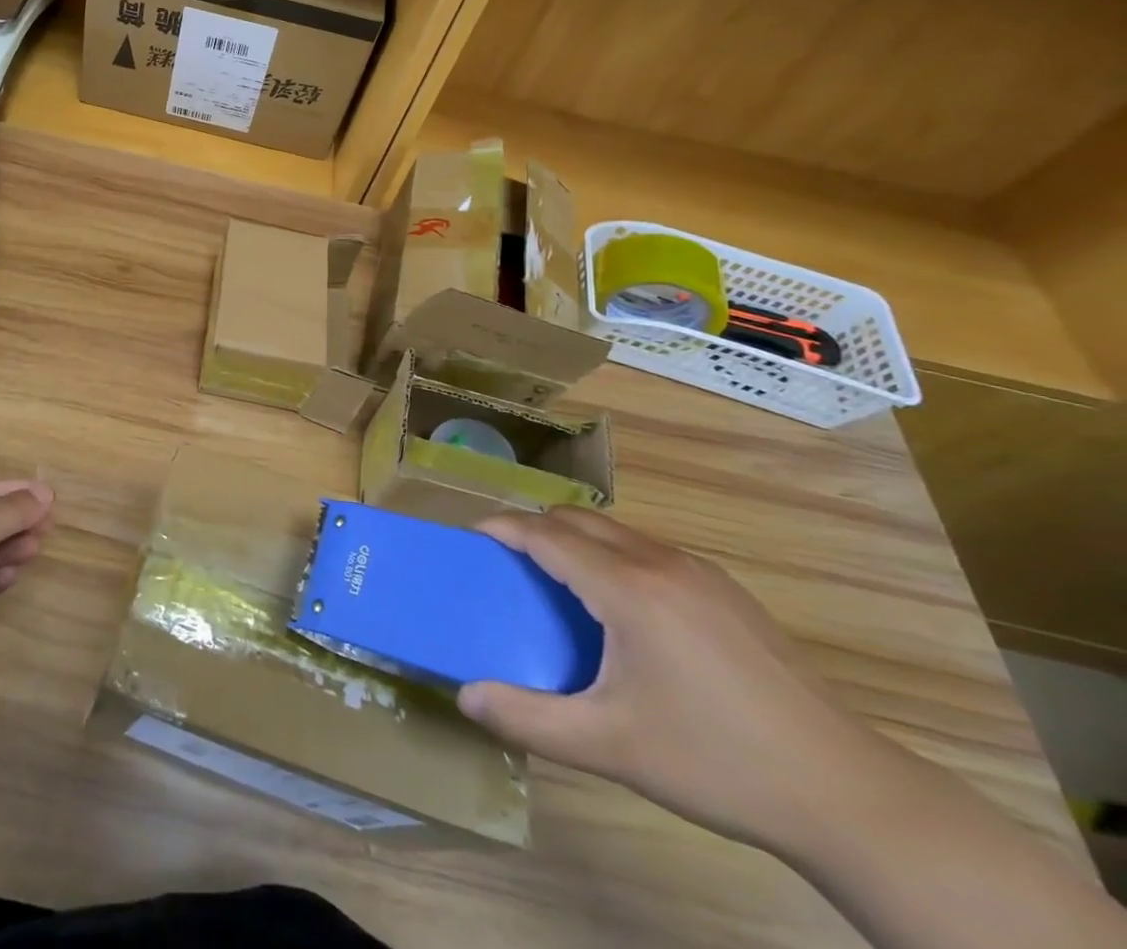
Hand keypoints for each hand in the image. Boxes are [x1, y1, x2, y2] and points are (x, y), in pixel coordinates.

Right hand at [458, 507, 889, 852]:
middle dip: (535, 527)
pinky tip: (625, 610)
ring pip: (617, 531)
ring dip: (577, 539)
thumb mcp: (610, 747)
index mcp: (629, 590)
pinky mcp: (728, 592)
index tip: (473, 535)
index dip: (505, 528)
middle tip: (509, 562)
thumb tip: (466, 698)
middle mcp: (661, 563)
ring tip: (560, 583)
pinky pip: (650, 550)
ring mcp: (701, 573)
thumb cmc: (715, 762)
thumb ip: (529, 719)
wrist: (846, 793)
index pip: (547, 535)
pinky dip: (615, 556)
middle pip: (578, 519)